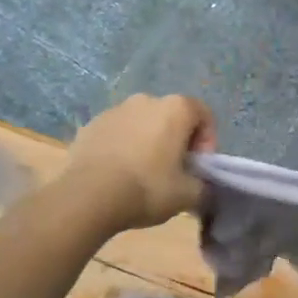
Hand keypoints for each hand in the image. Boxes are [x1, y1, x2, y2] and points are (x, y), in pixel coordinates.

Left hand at [65, 94, 216, 230]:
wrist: (89, 196)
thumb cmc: (148, 188)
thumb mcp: (189, 195)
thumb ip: (203, 186)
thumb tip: (200, 186)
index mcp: (175, 108)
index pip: (204, 115)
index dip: (208, 141)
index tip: (199, 167)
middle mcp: (145, 100)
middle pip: (171, 117)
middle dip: (177, 141)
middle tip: (174, 172)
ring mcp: (114, 110)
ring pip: (142, 124)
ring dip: (148, 143)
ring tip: (143, 174)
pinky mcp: (90, 125)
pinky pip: (117, 134)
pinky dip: (123, 148)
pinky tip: (119, 174)